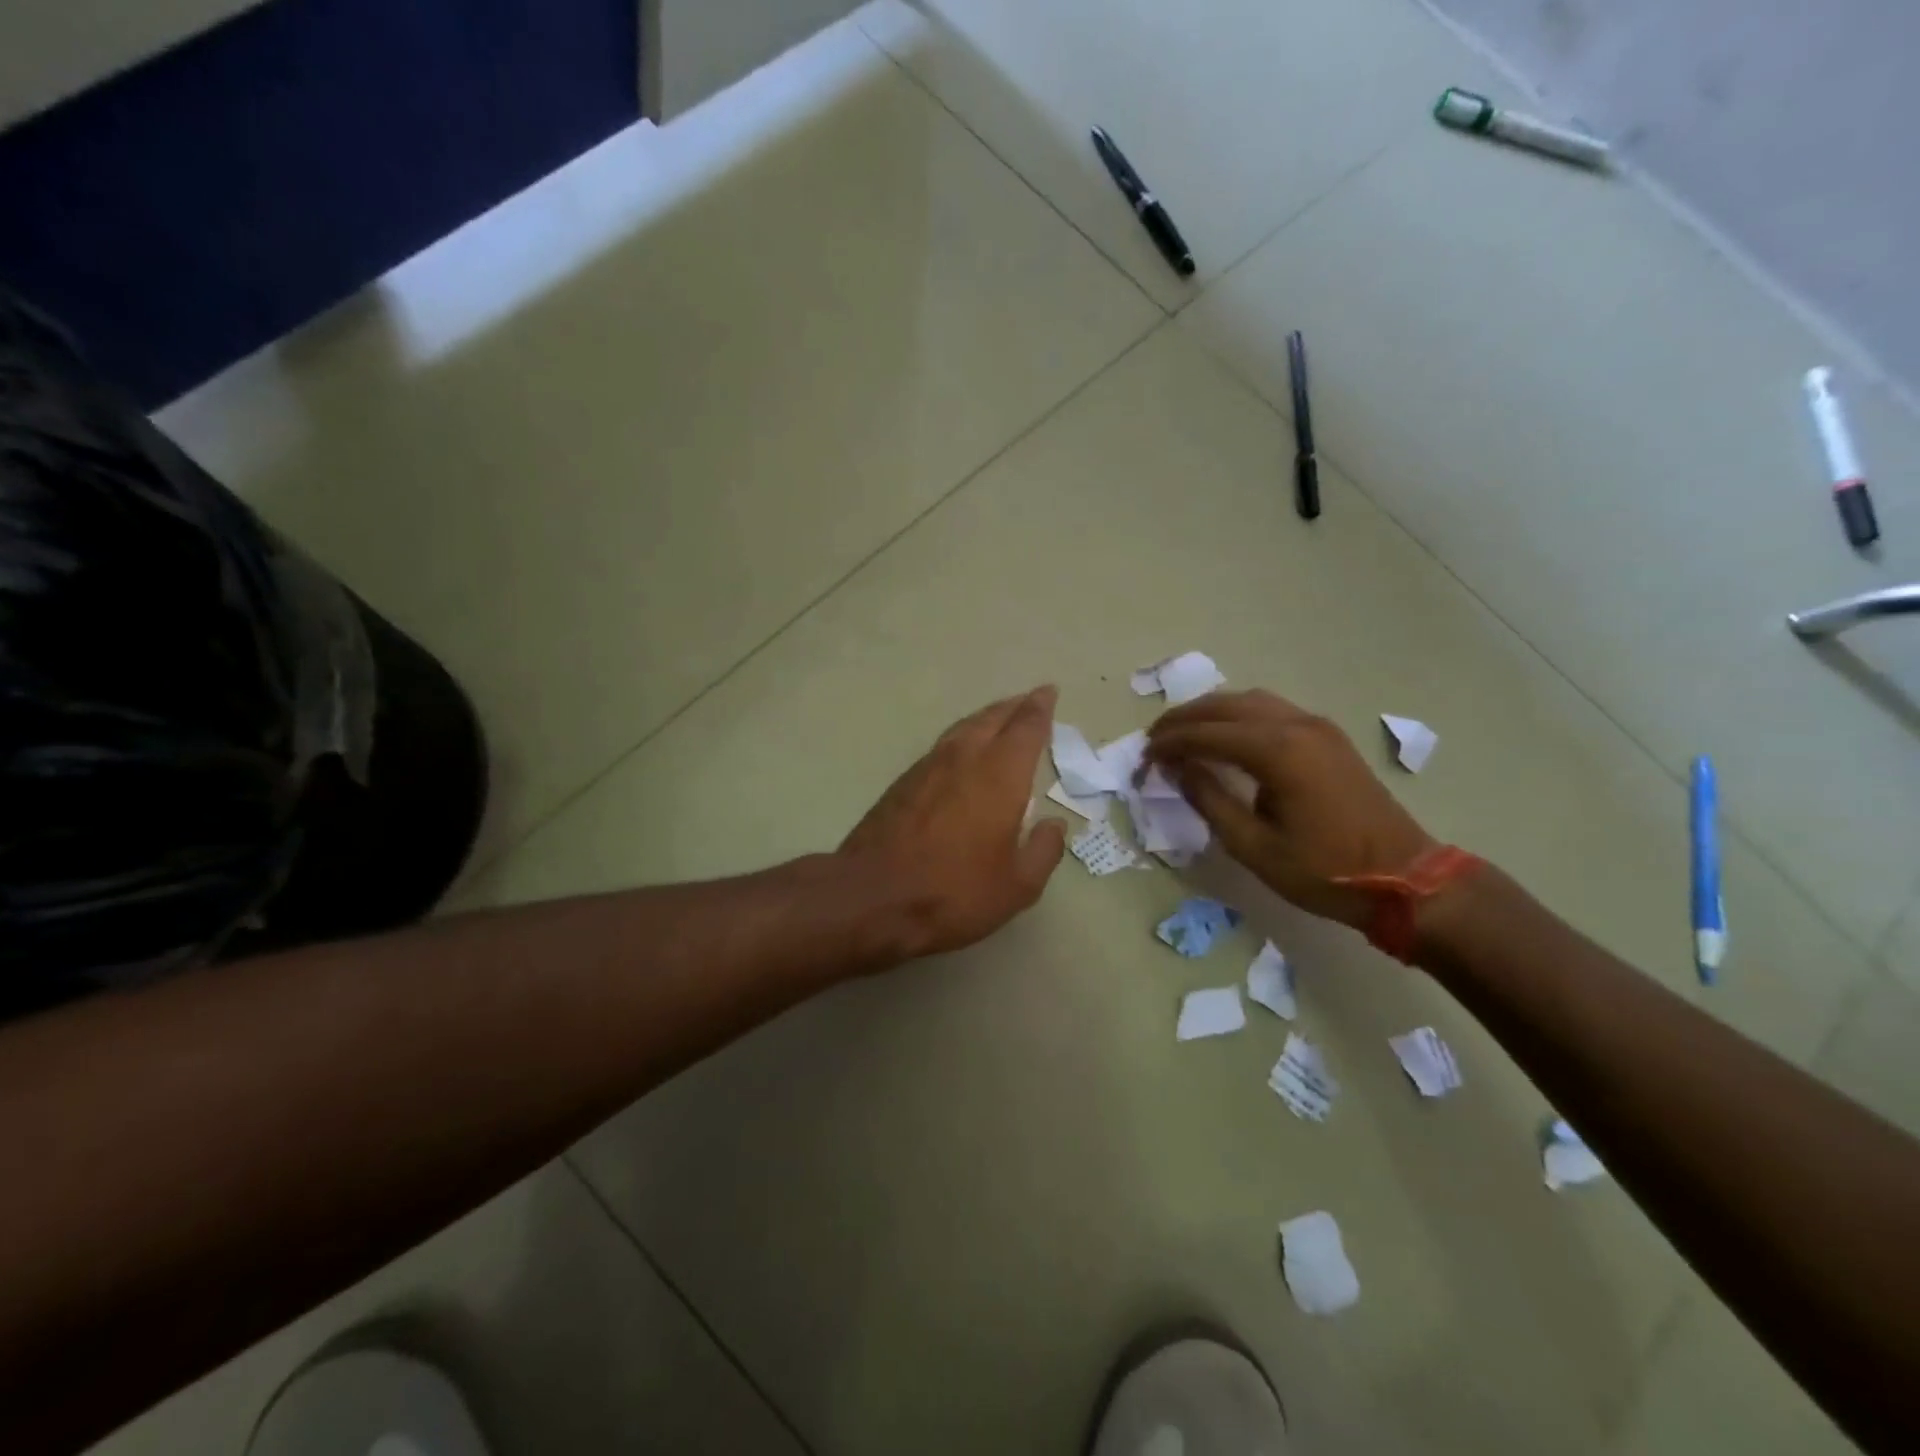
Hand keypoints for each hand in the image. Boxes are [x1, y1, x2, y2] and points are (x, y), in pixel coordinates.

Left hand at [839, 687, 1067, 962]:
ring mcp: (927, 768)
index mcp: (999, 775)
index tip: (1048, 692)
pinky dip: (960, 739)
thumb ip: (1043, 851)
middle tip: (1029, 700)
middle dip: (1013, 707)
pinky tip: (960, 753)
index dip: (1039, 708)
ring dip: (985, 719)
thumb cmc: (954, 892)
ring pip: (962, 729)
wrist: (872, 897)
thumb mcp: (1017, 886)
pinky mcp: (901, 783)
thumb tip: (1054, 825)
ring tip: (998, 719)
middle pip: (992, 719)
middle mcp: (964, 759)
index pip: (1025, 728)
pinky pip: (941, 747)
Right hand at [1145, 690, 1436, 930]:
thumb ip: (1210, 800)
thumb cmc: (1324, 870)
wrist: (1406, 879)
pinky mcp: (1327, 736)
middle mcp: (1296, 725)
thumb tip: (1178, 768)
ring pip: (1250, 701)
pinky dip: (1238, 715)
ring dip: (1211, 712)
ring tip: (1183, 733)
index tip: (1144, 756)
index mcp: (1277, 751)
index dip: (1170, 742)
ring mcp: (1316, 726)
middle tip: (1155, 739)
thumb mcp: (1254, 846)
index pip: (1207, 733)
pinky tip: (1226, 735)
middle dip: (1185, 718)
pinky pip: (1271, 709)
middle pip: (1226, 705)